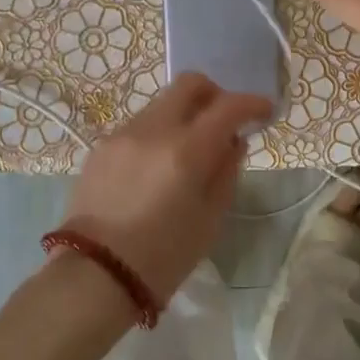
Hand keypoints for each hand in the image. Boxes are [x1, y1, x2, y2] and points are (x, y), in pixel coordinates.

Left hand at [59, 73, 272, 305]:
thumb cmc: (163, 257)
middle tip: (224, 121)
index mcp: (186, 151)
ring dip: (183, 116)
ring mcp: (122, 134)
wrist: (95, 276)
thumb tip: (234, 141)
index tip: (264, 111)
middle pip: (190, 84)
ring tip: (188, 151)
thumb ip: (226, 171)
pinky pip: (139, 126)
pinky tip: (157, 167)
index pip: (228, 106)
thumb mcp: (210, 220)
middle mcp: (153, 130)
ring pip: (162, 103)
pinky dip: (158, 134)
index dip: (252, 103)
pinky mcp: (101, 146)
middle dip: (215, 94)